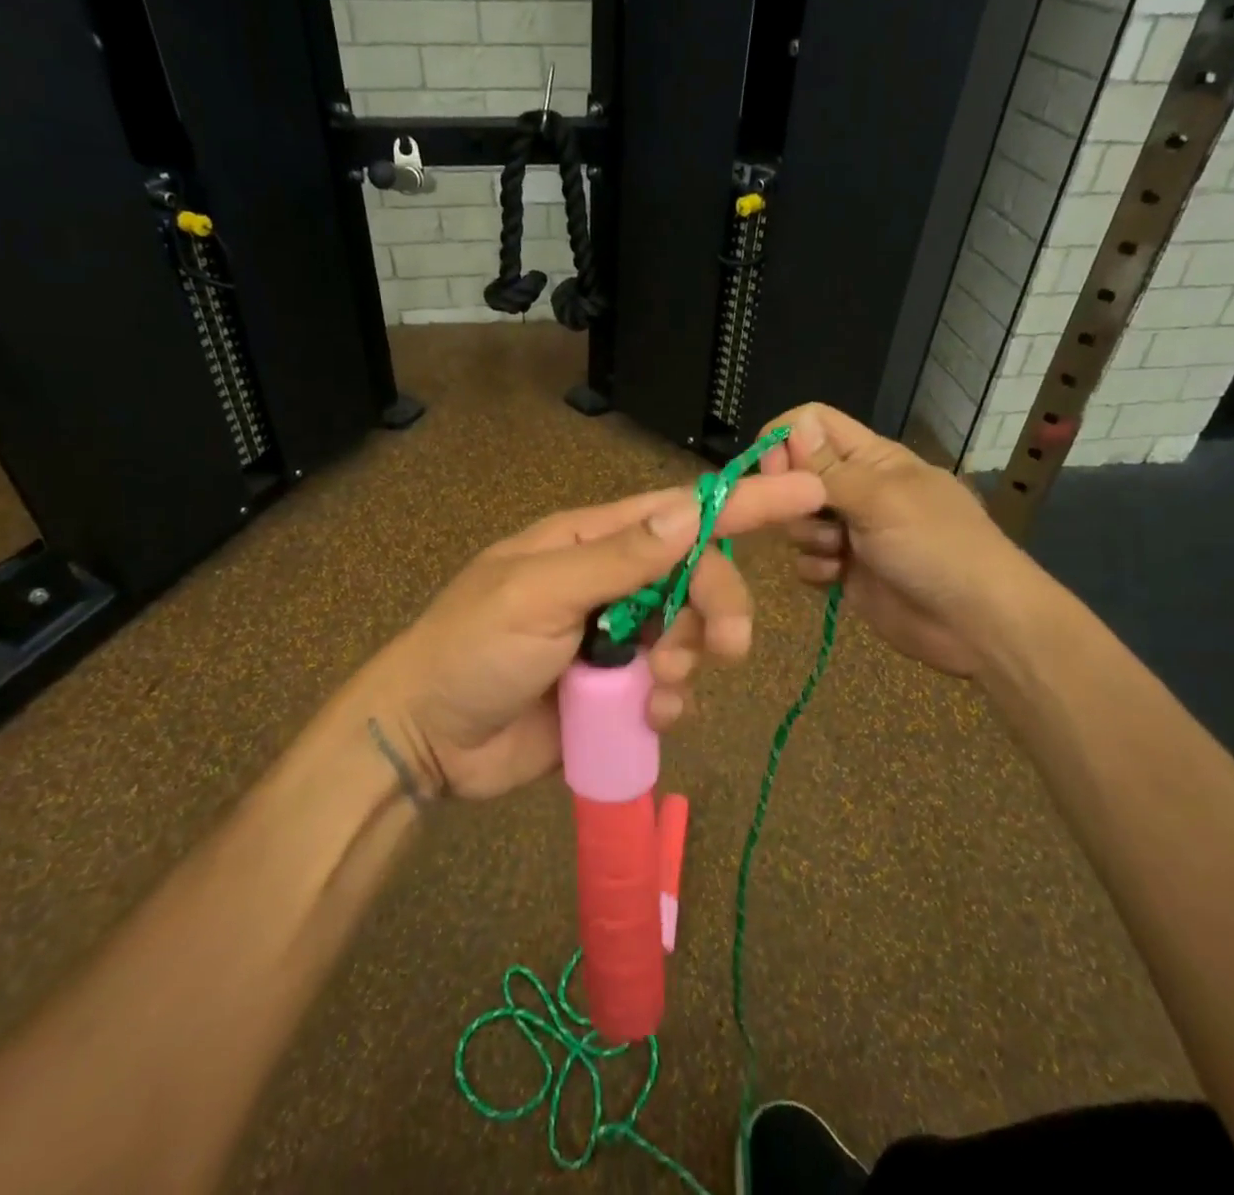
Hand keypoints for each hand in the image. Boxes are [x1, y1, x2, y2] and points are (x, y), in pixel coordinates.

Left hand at [360, 472, 825, 799]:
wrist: (427, 738)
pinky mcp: (618, 690)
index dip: (742, 504)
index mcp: (591, 542)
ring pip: (690, 632)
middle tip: (729, 647)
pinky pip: (671, 685)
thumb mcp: (540, 593)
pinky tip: (655, 715)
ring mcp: (617, 637)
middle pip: (696, 576)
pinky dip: (676, 699)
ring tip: (662, 687)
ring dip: (693, 658)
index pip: (678, 512)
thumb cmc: (473, 649)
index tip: (806, 494)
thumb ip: (618, 558)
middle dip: (720, 606)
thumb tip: (689, 511)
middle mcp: (612, 582)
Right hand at [758, 403, 1028, 678]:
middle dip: (793, 497)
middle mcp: (856, 488)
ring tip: (839, 553)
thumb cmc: (935, 545)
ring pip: (796, 520)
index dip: (786, 440)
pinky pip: (806, 560)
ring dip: (808, 537)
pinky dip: (816, 569)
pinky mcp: (845, 571)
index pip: (814, 424)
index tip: (773, 471)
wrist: (976, 623)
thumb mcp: (881, 498)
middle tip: (815, 516)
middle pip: (795, 474)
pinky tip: (838, 579)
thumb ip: (828, 467)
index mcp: (871, 458)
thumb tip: (792, 425)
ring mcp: (850, 532)